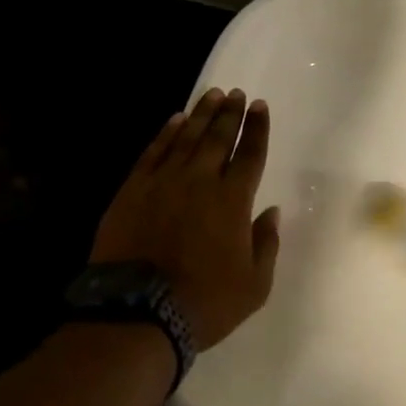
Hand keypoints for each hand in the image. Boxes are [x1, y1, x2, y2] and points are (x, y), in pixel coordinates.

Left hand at [90, 88, 279, 349]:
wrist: (136, 313)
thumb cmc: (204, 302)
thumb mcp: (254, 285)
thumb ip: (266, 243)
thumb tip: (271, 211)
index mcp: (233, 200)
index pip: (250, 154)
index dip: (257, 128)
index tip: (260, 106)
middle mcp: (200, 181)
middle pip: (218, 137)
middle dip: (229, 113)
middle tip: (235, 93)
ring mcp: (163, 182)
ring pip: (186, 138)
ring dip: (201, 114)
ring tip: (211, 94)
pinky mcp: (133, 190)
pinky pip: (153, 152)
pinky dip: (166, 133)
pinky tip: (175, 120)